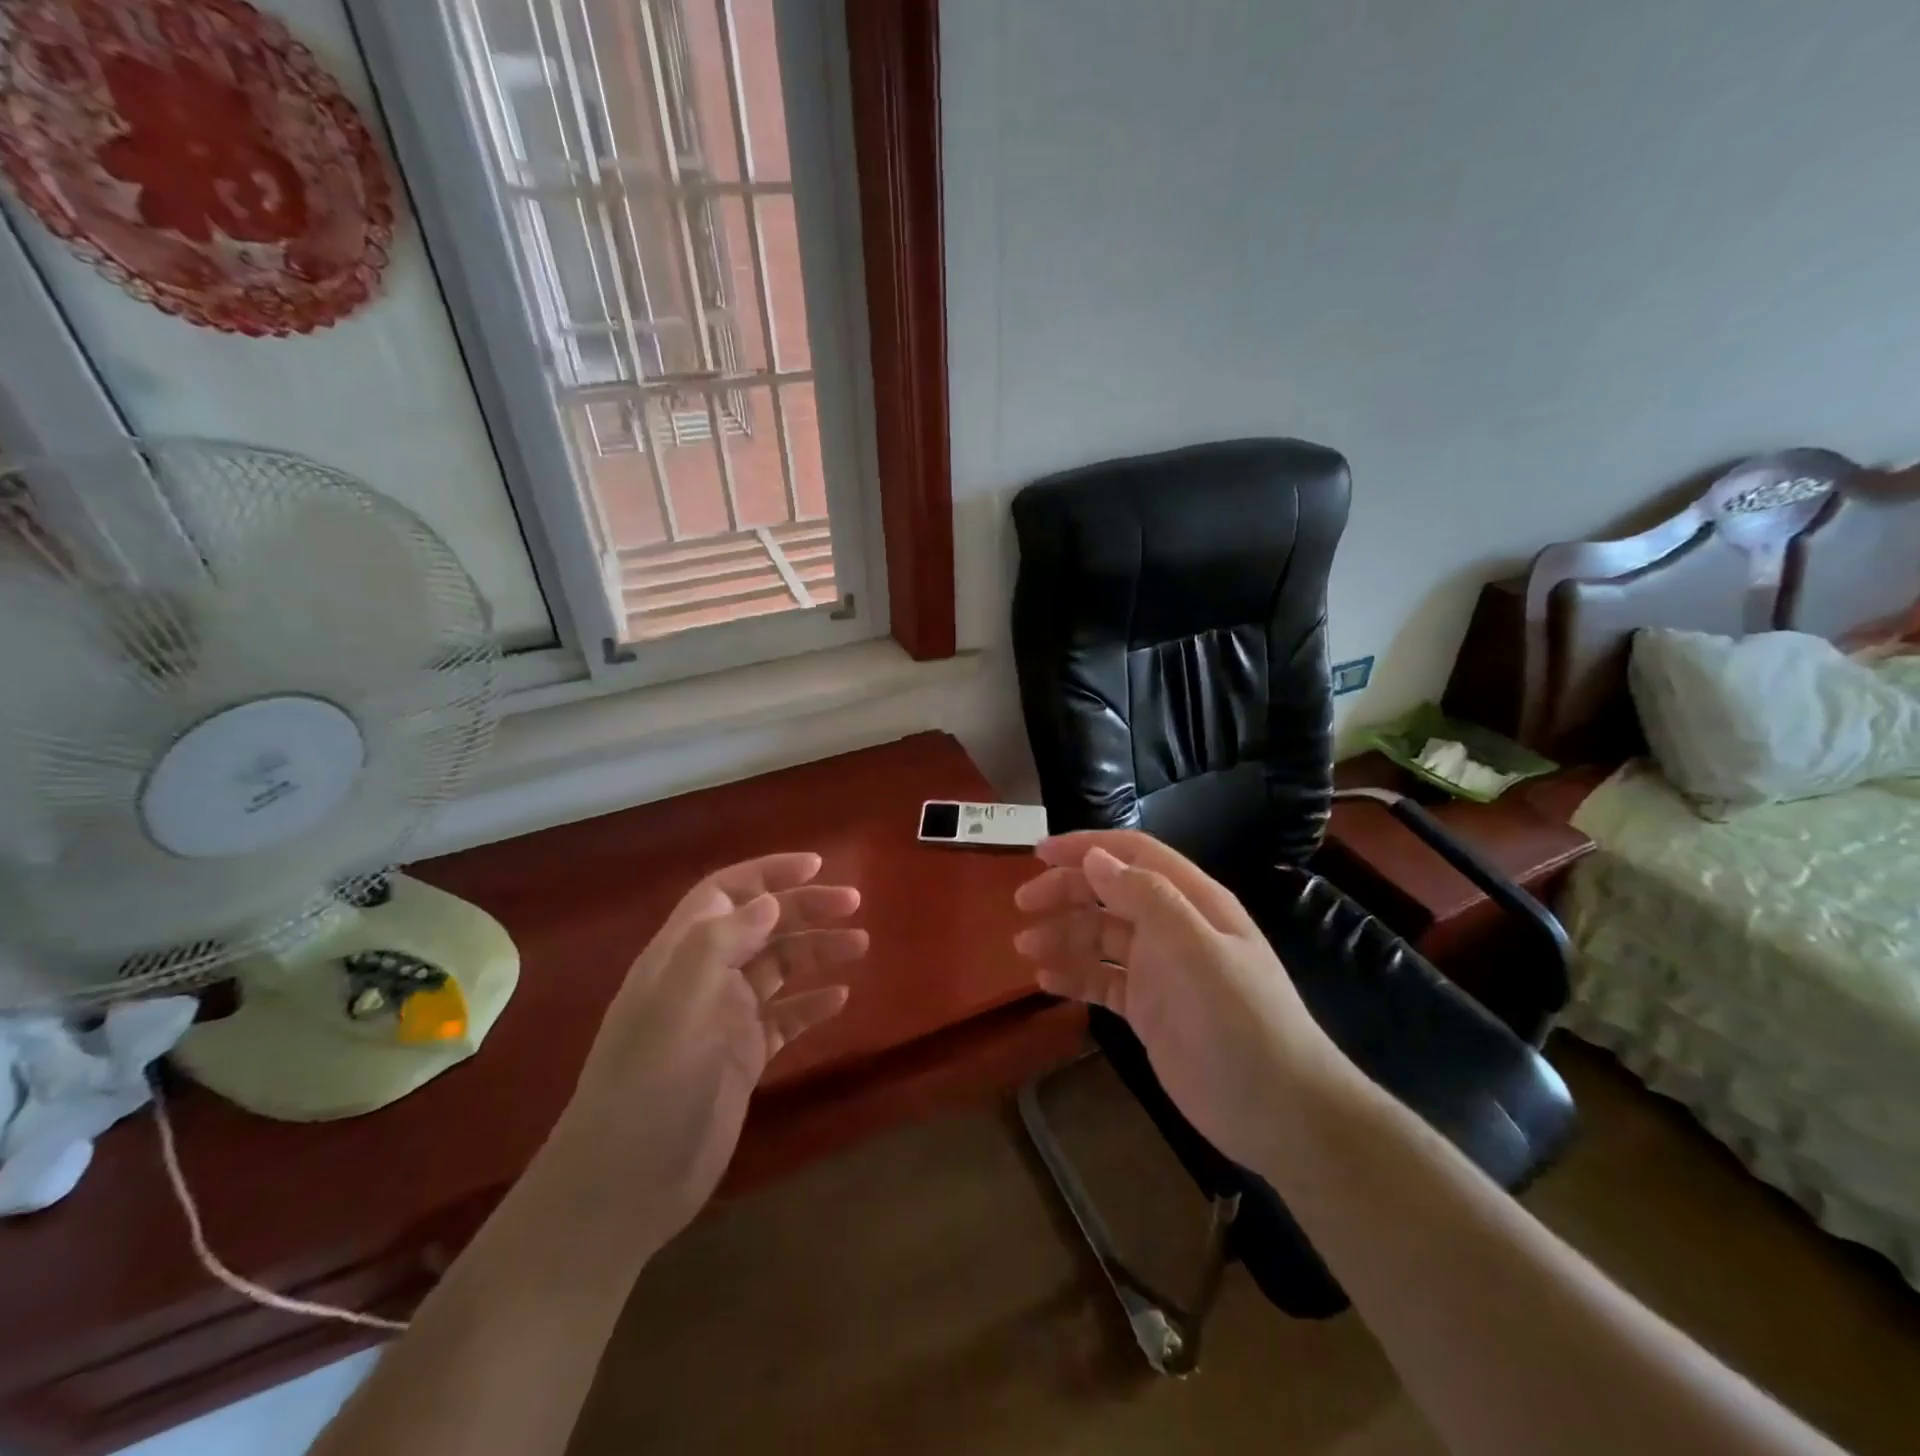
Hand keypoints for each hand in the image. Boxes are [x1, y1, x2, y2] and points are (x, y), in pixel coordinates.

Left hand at [550, 853, 865, 1241]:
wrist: (622, 1189)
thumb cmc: (648, 1089)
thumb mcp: (677, 1008)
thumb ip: (718, 946)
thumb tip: (767, 901)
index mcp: (680, 957)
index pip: (726, 893)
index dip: (768, 873)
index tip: (817, 865)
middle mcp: (703, 979)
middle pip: (761, 926)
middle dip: (805, 908)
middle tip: (854, 906)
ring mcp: (723, 1019)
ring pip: (778, 968)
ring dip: (816, 951)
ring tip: (860, 944)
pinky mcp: (741, 1058)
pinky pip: (784, 1018)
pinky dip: (811, 1003)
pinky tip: (840, 998)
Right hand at [1014, 831, 1350, 1174]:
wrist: (1280, 1111)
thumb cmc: (1240, 1020)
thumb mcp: (1196, 950)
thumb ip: (1148, 898)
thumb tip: (1095, 857)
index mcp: (1192, 902)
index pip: (1133, 856)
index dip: (1086, 847)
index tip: (1038, 852)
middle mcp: (1173, 928)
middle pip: (1110, 893)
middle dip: (1066, 891)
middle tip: (1022, 904)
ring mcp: (1159, 970)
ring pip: (1100, 937)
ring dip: (1063, 935)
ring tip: (1025, 948)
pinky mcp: (1148, 1009)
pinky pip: (1102, 980)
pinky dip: (1074, 974)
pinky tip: (1046, 980)